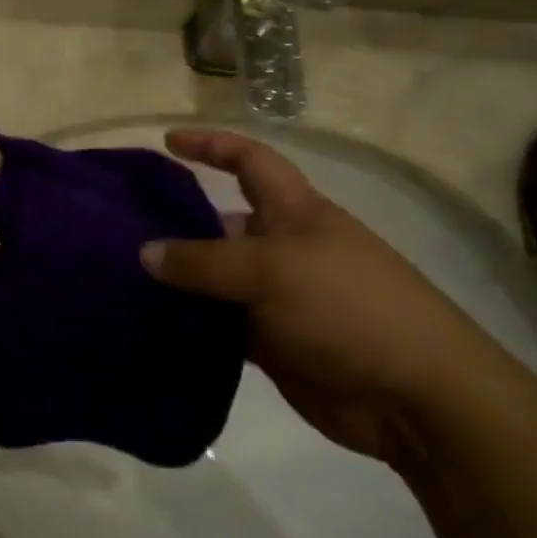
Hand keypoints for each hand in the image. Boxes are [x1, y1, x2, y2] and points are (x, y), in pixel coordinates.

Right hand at [141, 128, 511, 464]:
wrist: (414, 395)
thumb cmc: (347, 306)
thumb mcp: (271, 271)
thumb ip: (204, 261)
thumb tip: (145, 252)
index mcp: (294, 211)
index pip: (248, 160)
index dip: (211, 145)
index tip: (168, 142)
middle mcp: (284, 247)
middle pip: (224, 222)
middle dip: (180, 222)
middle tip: (122, 229)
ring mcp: (279, 297)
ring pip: (218, 279)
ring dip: (181, 280)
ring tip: (125, 279)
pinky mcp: (274, 342)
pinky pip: (223, 325)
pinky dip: (194, 324)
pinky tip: (155, 325)